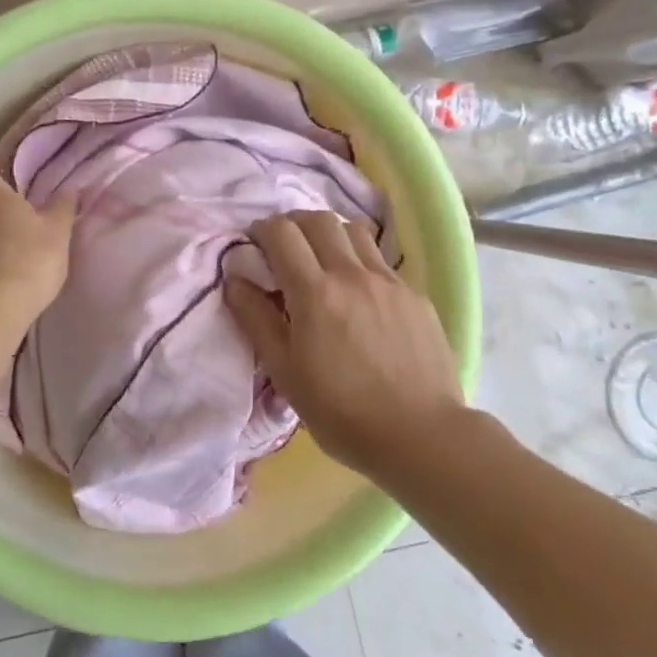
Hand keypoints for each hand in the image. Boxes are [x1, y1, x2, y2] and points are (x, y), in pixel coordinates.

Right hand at [225, 210, 464, 477]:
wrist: (422, 437)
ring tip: (322, 260)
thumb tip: (235, 278)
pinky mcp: (415, 295)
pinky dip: (359, 260)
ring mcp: (388, 281)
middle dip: (294, 223)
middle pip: (318, 219)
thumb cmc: (341, 411)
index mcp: (315, 292)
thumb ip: (256, 318)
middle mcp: (352, 274)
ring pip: (354, 230)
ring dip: (329, 234)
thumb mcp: (285, 371)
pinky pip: (380, 260)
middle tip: (284, 247)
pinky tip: (358, 293)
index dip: (262, 229)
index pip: (282, 232)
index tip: (255, 244)